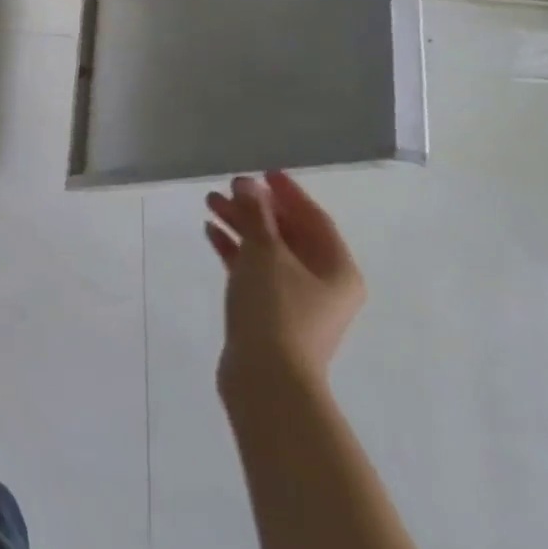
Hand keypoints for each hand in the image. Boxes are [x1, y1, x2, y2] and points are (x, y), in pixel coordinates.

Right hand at [206, 171, 363, 396]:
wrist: (267, 377)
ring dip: (241, 225)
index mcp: (336, 268)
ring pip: (268, 250)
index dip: (288, 192)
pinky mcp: (271, 312)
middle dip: (257, 207)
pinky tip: (211, 233)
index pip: (313, 218)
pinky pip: (254, 270)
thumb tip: (249, 184)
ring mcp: (297, 299)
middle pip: (288, 233)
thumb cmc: (275, 308)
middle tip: (228, 186)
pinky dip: (235, 250)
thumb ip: (256, 214)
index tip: (264, 171)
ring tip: (211, 203)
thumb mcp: (264, 253)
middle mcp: (323, 282)